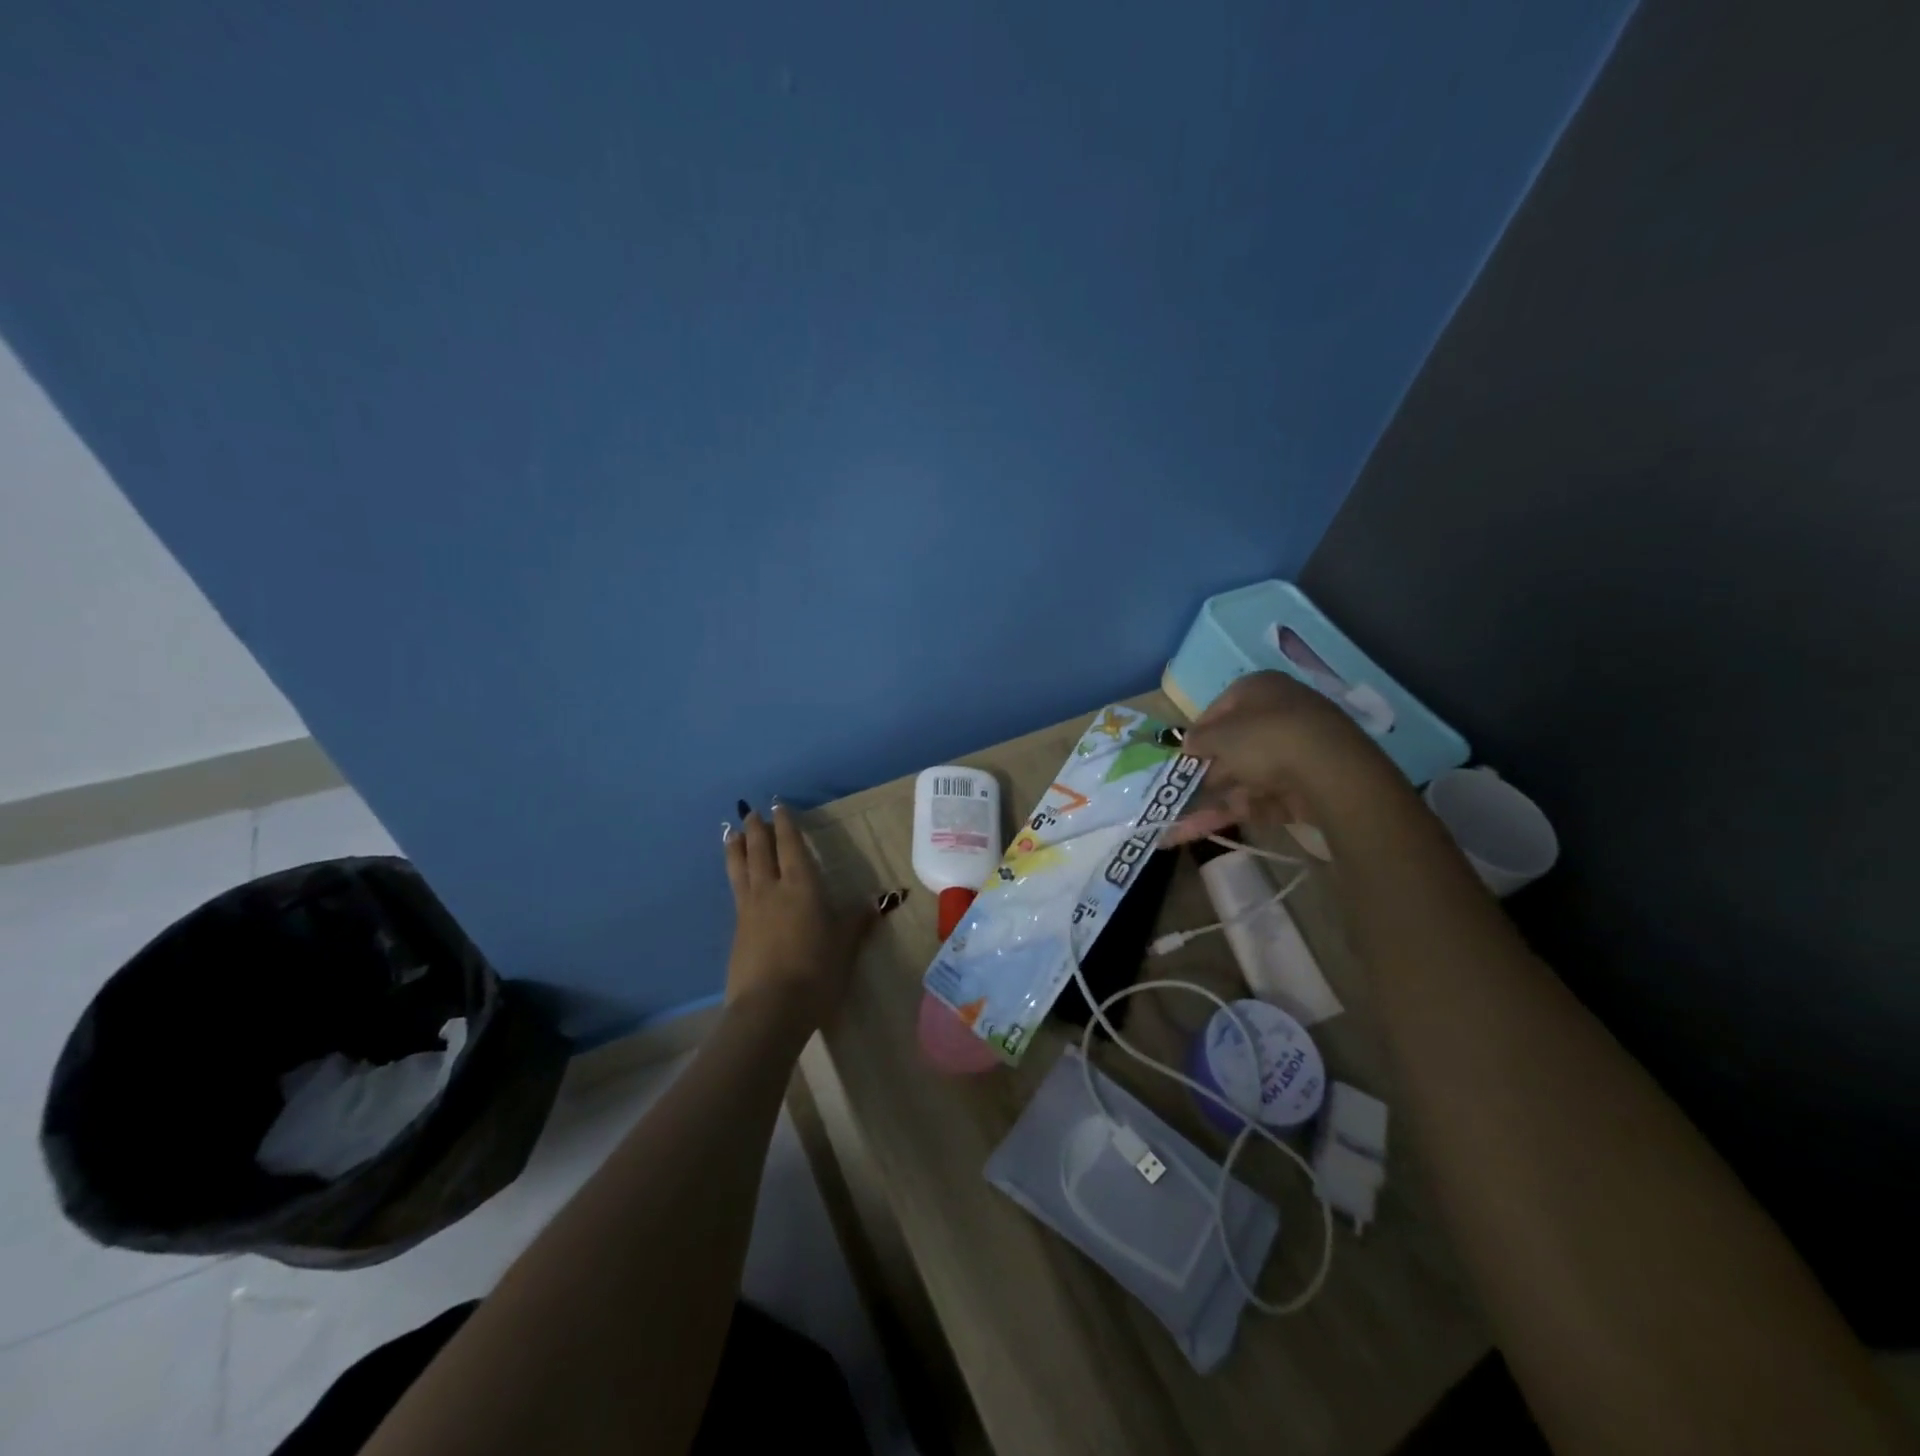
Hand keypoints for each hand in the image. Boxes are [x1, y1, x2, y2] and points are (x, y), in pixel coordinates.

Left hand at [722, 803, 889, 1029]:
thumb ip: (857, 920)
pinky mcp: (737, 931)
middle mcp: (771, 890)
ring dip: (736, 848)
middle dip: (757, 829)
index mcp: (801, 886)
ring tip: (730, 833)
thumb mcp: (845, 944)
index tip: (779, 807)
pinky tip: (735, 879)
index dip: (786, 826)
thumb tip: (878, 901)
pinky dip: (733, 875)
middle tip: (752, 812)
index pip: (791, 847)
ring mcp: (749, 910)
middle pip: (760, 851)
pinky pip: (735, 891)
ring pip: (740, 869)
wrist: (770, 1008)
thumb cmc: (816, 971)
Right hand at [1162, 671, 1398, 844]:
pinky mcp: (1309, 783)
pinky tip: (1218, 827)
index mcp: (1259, 689)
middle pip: (1235, 746)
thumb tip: (1188, 742)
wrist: (1328, 770)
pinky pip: (1268, 795)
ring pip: (1248, 775)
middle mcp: (1280, 713)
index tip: (1184, 756)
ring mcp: (1298, 750)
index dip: (1199, 733)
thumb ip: (1199, 739)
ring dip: (1217, 799)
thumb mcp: (1219, 735)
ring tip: (1186, 823)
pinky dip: (1245, 809)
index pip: (1220, 708)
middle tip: (1182, 794)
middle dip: (1207, 774)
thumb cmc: (1264, 738)